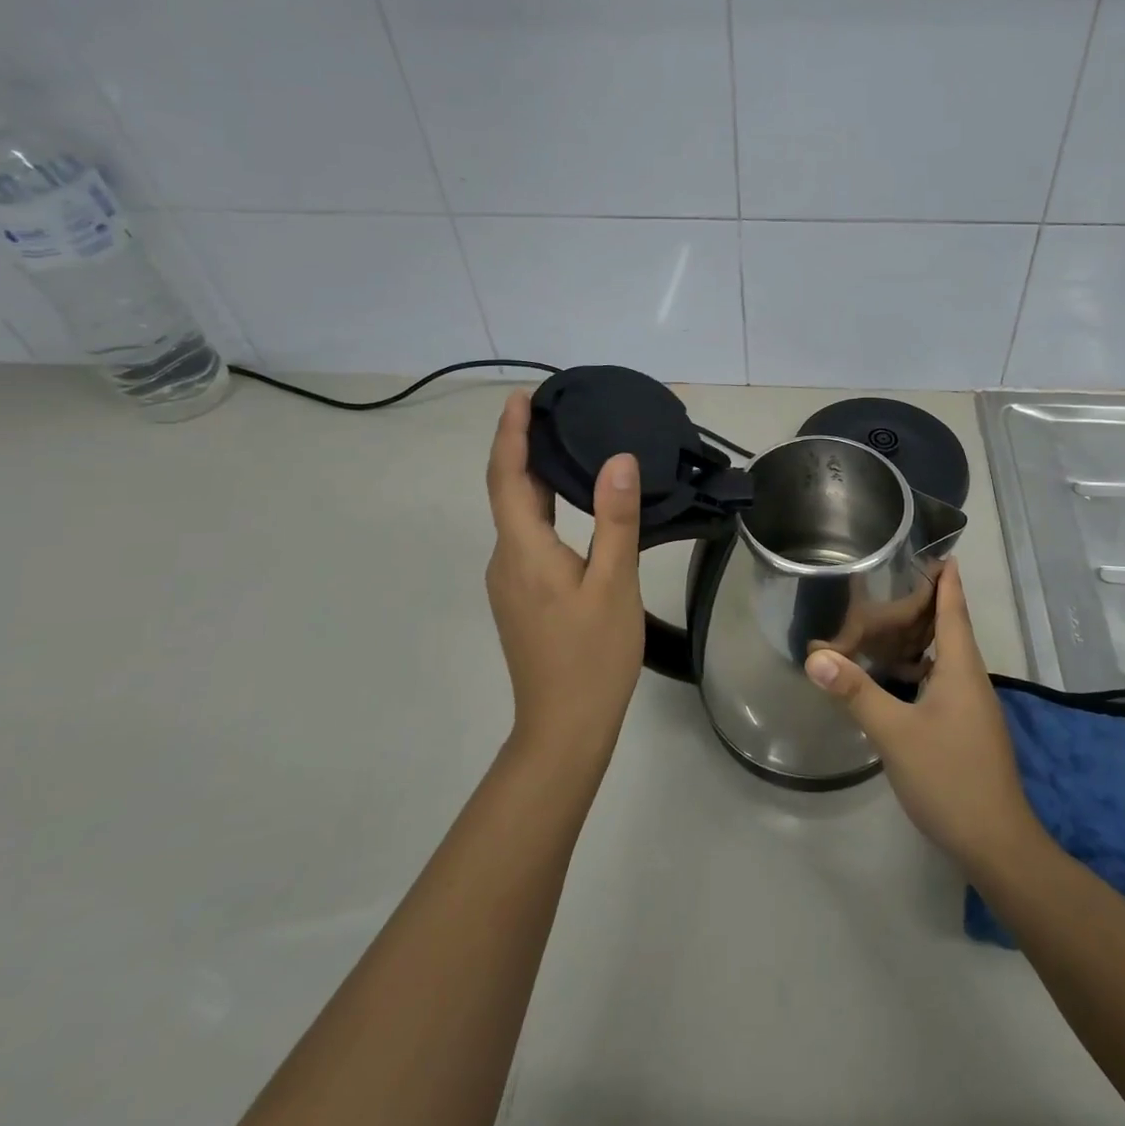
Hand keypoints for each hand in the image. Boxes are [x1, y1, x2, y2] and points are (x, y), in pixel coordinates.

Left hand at [484, 390, 645, 759]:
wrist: (564, 728)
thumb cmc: (592, 656)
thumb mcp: (614, 584)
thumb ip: (615, 520)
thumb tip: (618, 460)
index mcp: (523, 551)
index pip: (507, 478)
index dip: (511, 435)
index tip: (522, 397)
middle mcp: (506, 560)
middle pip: (508, 492)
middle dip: (523, 448)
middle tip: (555, 412)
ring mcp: (511, 582)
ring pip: (518, 516)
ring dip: (535, 477)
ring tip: (567, 446)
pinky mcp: (523, 597)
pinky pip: (528, 536)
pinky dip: (544, 506)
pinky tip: (572, 504)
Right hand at [803, 559, 1044, 875]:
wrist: (996, 844)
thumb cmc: (949, 777)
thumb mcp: (895, 733)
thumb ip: (856, 692)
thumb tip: (815, 656)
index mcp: (960, 669)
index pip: (954, 611)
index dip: (947, 580)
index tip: (939, 551)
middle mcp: (970, 681)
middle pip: (950, 630)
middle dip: (927, 604)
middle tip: (892, 582)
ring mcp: (972, 708)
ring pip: (945, 659)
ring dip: (921, 639)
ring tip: (886, 623)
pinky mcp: (967, 730)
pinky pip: (941, 683)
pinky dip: (919, 670)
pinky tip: (894, 679)